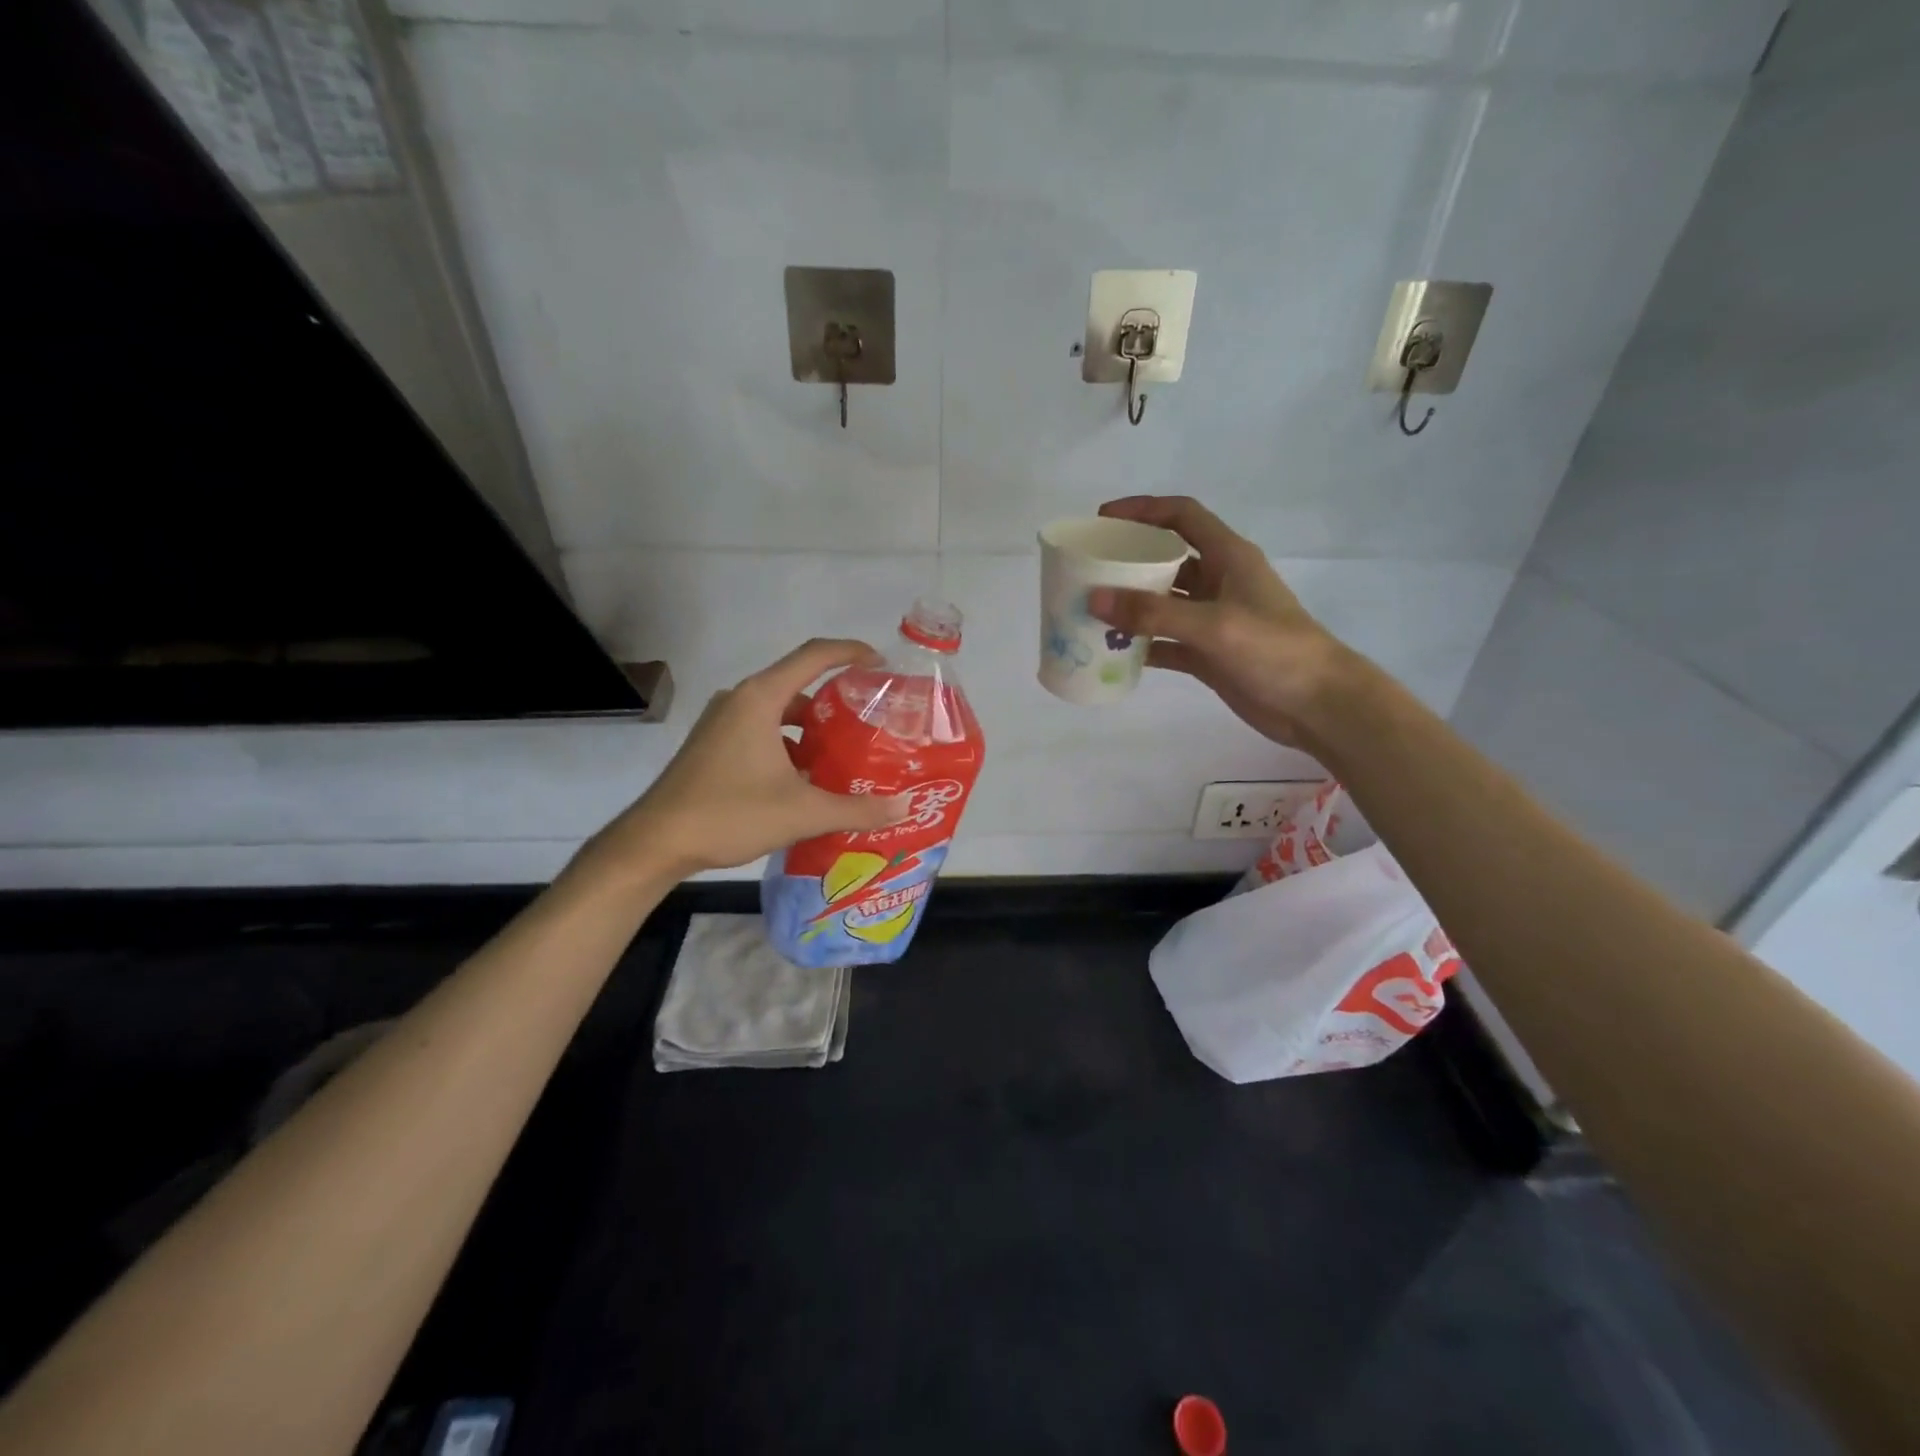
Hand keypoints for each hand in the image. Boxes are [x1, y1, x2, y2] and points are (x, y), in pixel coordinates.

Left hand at [580, 639, 911, 879]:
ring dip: (812, 728)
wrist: (656, 842)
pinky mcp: (713, 743)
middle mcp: (740, 700)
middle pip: (798, 684)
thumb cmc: (729, 814)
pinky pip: (761, 729)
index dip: (851, 652)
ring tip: (845, 754)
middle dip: (837, 700)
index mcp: (760, 699)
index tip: (881, 665)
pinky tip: (806, 778)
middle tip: (871, 722)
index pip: (814, 656)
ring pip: (779, 711)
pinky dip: (788, 743)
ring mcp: (722, 721)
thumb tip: (903, 808)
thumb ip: (857, 809)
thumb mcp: (802, 813)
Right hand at [1087, 495, 1361, 751]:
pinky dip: (1142, 646)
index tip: (1103, 520)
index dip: (1143, 510)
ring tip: (1090, 613)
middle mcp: (1218, 581)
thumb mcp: (1213, 625)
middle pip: (1166, 559)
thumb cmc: (1274, 650)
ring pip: (1162, 603)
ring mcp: (1212, 619)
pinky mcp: (1208, 653)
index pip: (1182, 515)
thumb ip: (1154, 614)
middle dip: (1128, 562)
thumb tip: (1095, 599)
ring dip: (1130, 607)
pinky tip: (1114, 654)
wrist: (1316, 704)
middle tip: (1087, 572)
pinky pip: (1166, 642)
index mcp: (1228, 557)